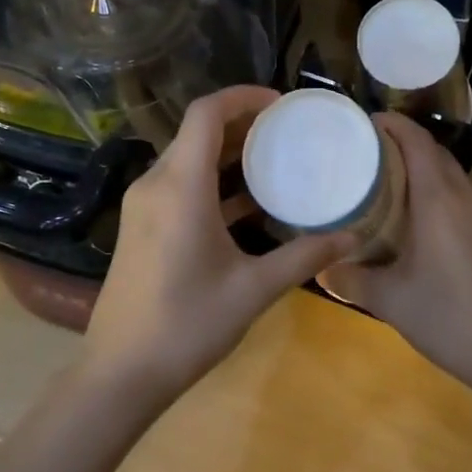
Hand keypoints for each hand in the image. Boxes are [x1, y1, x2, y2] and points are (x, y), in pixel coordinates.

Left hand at [81, 86, 354, 410]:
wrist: (119, 375)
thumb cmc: (186, 325)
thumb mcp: (252, 289)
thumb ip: (303, 257)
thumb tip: (352, 237)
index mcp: (180, 186)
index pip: (207, 113)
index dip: (243, 97)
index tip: (282, 104)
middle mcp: (156, 184)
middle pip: (198, 131)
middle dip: (242, 122)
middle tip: (287, 131)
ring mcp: (144, 205)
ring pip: (188, 157)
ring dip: (228, 152)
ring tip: (274, 159)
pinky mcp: (143, 225)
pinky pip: (180, 183)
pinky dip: (213, 180)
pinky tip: (249, 201)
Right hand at [323, 113, 471, 389]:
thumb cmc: (446, 315)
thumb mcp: (389, 300)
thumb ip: (351, 280)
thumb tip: (320, 268)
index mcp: (439, 199)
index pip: (417, 141)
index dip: (393, 125)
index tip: (366, 122)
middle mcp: (465, 196)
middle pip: (435, 153)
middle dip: (404, 143)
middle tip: (368, 151)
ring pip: (451, 174)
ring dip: (423, 167)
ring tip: (388, 180)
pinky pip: (462, 196)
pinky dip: (438, 190)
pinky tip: (418, 218)